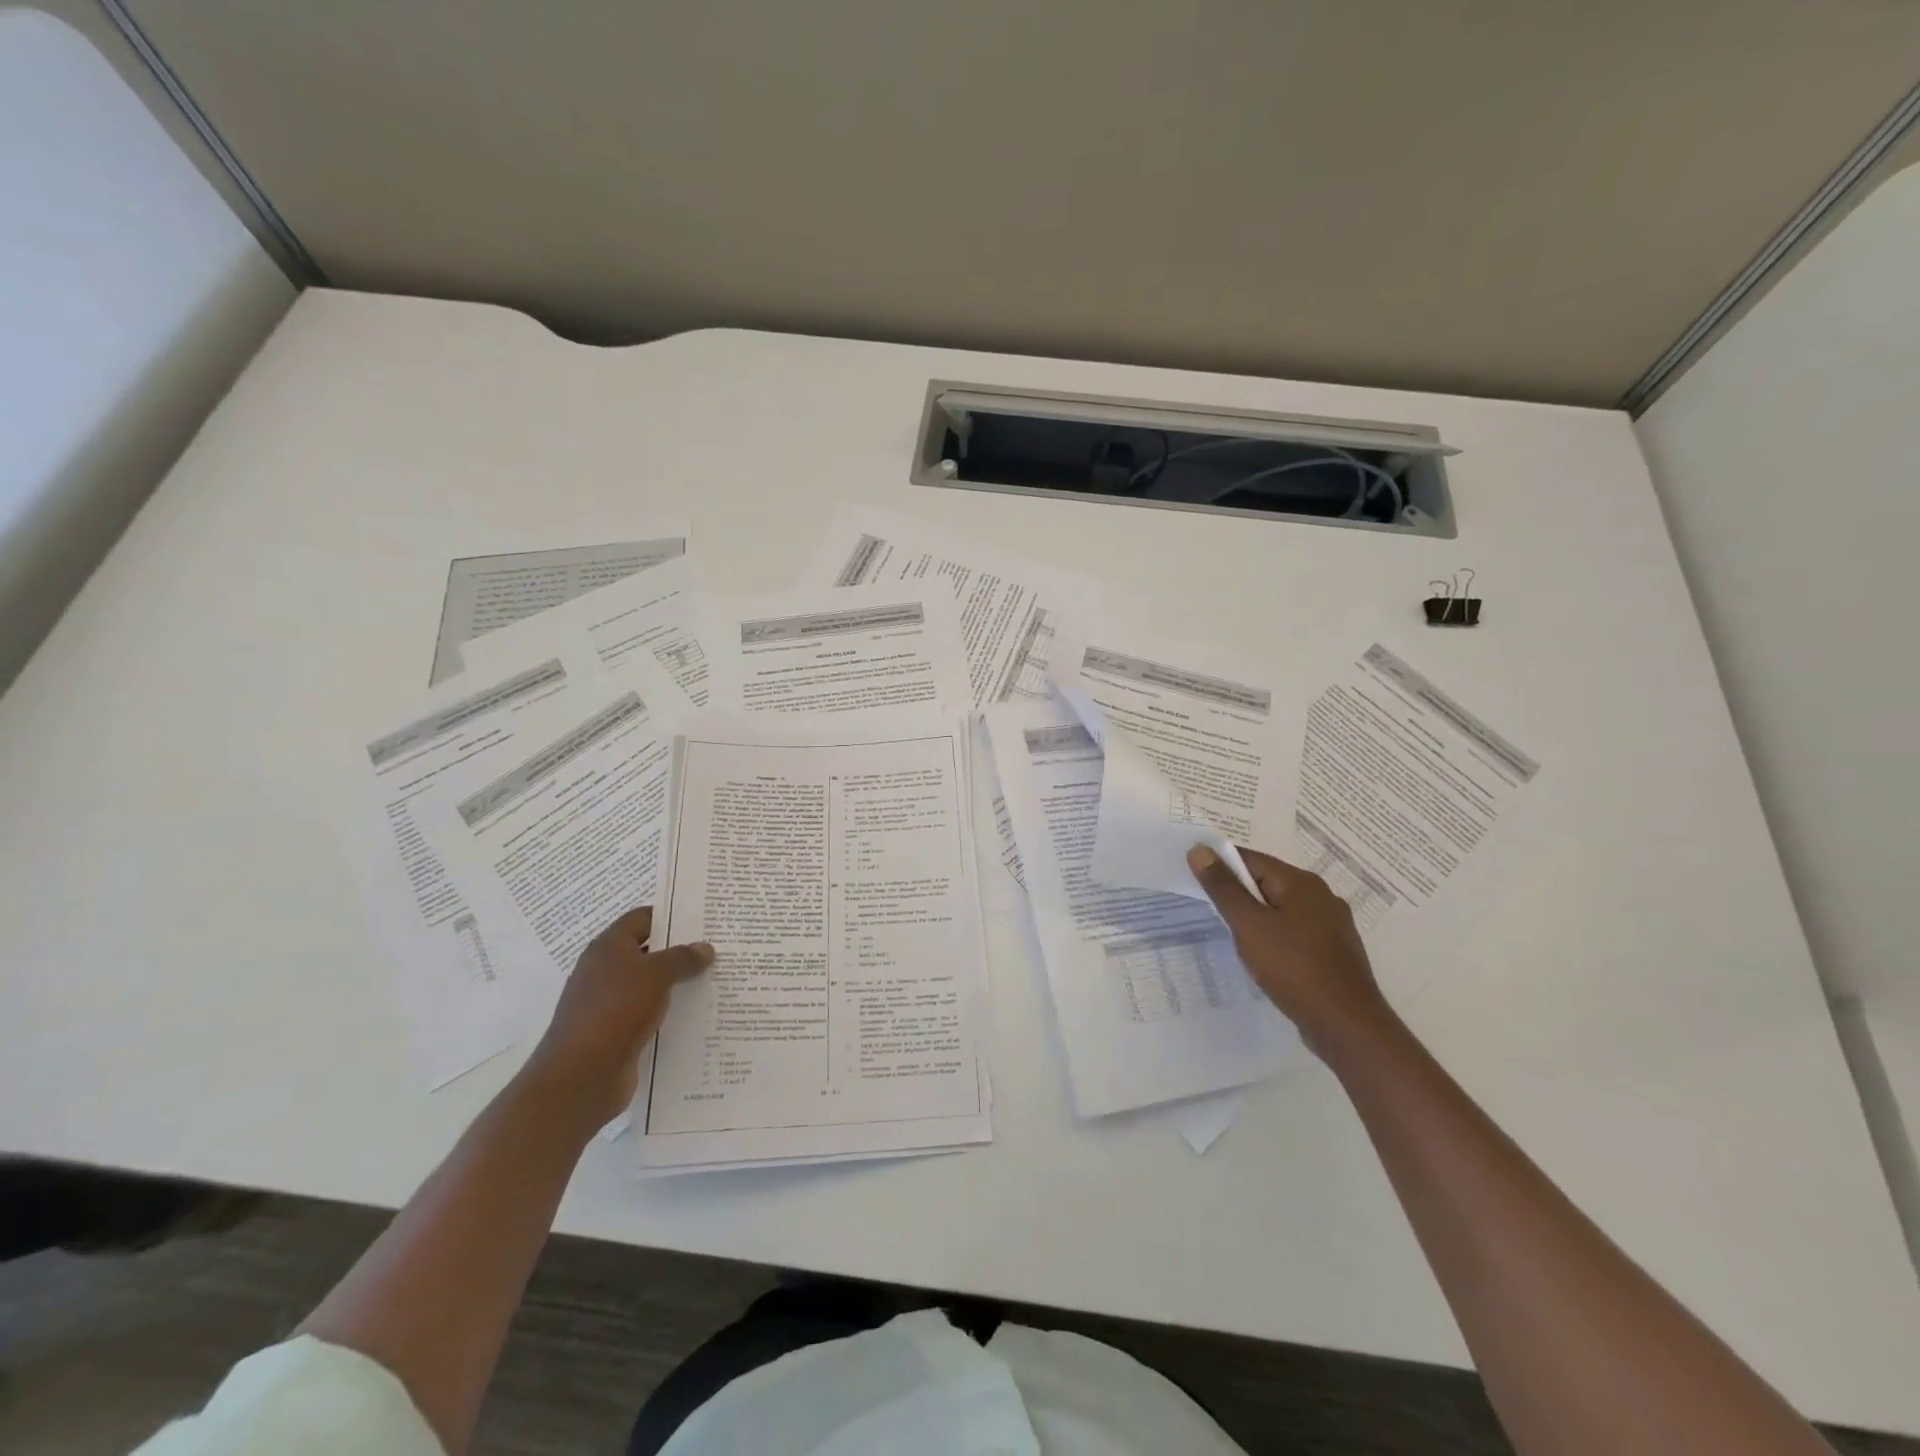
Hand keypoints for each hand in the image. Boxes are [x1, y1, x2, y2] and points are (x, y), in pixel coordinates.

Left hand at [520, 907, 712, 1126]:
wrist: (581, 1076)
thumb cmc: (616, 1010)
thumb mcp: (656, 974)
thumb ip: (683, 958)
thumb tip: (705, 948)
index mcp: (608, 947)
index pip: (642, 918)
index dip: (670, 915)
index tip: (702, 918)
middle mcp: (605, 970)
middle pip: (647, 951)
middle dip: (679, 950)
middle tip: (716, 946)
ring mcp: (608, 1003)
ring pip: (650, 984)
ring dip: (677, 982)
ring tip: (714, 978)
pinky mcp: (615, 1032)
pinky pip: (648, 1012)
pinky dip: (669, 1010)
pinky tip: (696, 1012)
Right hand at [1186, 844, 1388, 1056]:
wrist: (1347, 1026)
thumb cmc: (1294, 969)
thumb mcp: (1249, 925)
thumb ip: (1223, 887)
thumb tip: (1199, 850)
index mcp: (1301, 882)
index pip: (1250, 859)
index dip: (1220, 867)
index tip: (1195, 883)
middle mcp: (1321, 895)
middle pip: (1267, 882)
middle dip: (1237, 895)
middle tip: (1211, 913)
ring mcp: (1332, 924)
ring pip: (1281, 909)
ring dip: (1256, 919)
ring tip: (1235, 938)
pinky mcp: (1334, 950)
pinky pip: (1295, 931)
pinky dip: (1275, 937)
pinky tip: (1265, 958)